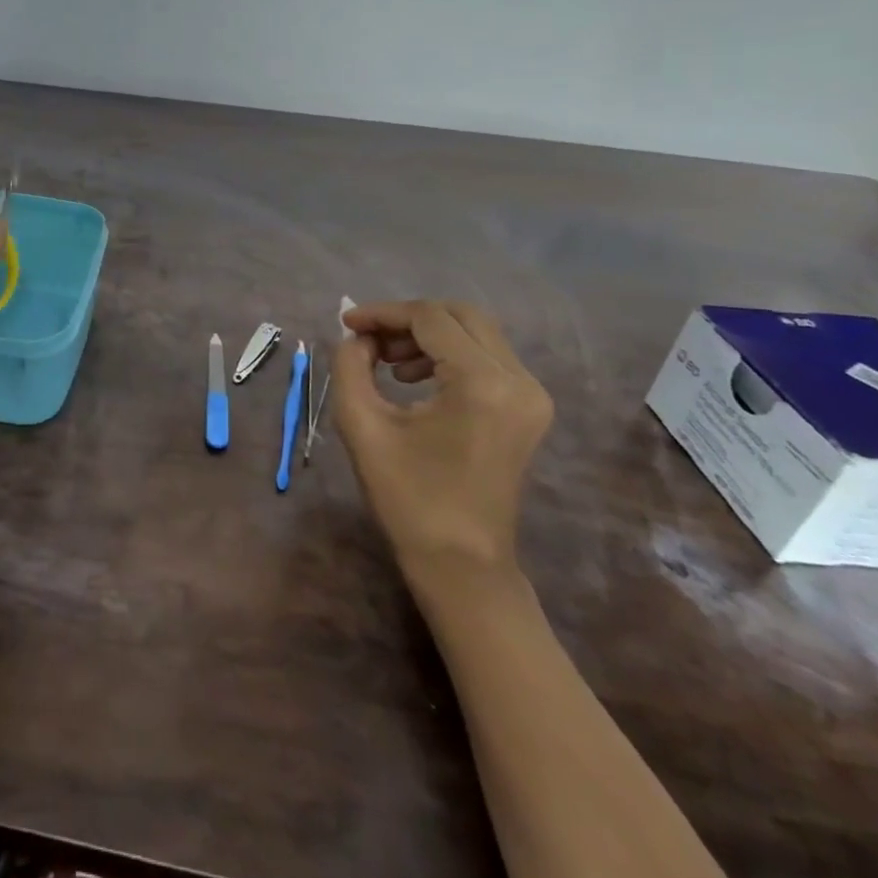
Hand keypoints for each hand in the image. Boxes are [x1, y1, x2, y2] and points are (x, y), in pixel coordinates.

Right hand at [330, 300, 552, 581]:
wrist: (461, 564)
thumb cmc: (407, 498)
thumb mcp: (362, 425)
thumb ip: (351, 366)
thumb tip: (357, 337)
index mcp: (481, 383)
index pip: (429, 318)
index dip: (383, 313)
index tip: (346, 323)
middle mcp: (518, 380)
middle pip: (460, 315)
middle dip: (408, 319)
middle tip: (369, 340)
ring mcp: (531, 395)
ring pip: (475, 333)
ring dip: (427, 335)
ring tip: (387, 363)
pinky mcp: (529, 408)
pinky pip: (486, 357)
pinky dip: (448, 354)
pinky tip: (414, 379)